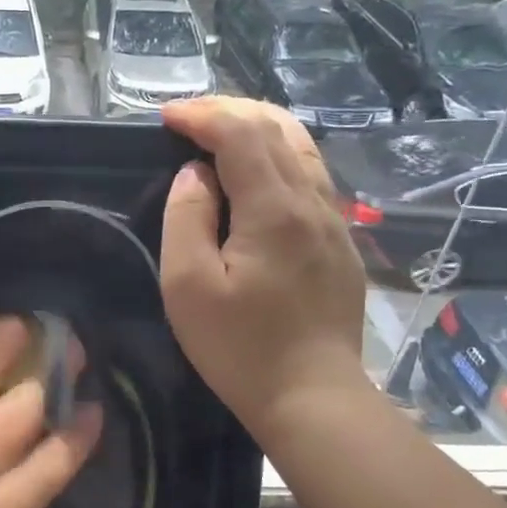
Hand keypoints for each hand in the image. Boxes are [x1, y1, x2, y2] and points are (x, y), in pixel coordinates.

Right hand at [158, 97, 369, 441]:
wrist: (312, 397)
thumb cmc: (240, 347)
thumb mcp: (188, 287)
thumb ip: (187, 218)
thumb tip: (195, 175)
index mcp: (274, 209)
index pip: (241, 133)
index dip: (202, 115)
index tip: (166, 117)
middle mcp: (313, 202)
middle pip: (277, 128)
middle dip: (230, 111)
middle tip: (190, 119)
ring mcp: (334, 221)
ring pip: (302, 148)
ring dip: (259, 128)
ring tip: (221, 134)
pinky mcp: (340, 242)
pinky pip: (312, 176)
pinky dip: (279, 156)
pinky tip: (257, 175)